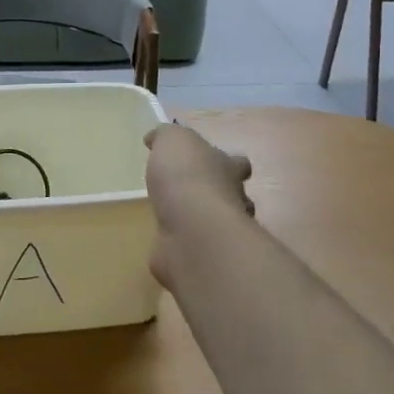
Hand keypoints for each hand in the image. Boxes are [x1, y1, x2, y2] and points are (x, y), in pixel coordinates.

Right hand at [144, 124, 253, 290]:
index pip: (238, 163)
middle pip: (233, 195)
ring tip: (177, 217)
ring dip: (202, 221)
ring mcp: (220, 233)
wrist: (192, 231)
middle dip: (220, 194)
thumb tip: (155, 138)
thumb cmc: (187, 176)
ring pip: (217, 224)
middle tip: (194, 193)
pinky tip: (166, 241)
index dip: (230, 161)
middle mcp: (232, 200)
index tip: (213, 161)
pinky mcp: (203, 257)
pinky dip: (183, 245)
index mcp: (227, 168)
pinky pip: (193, 247)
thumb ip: (166, 135)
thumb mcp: (173, 140)